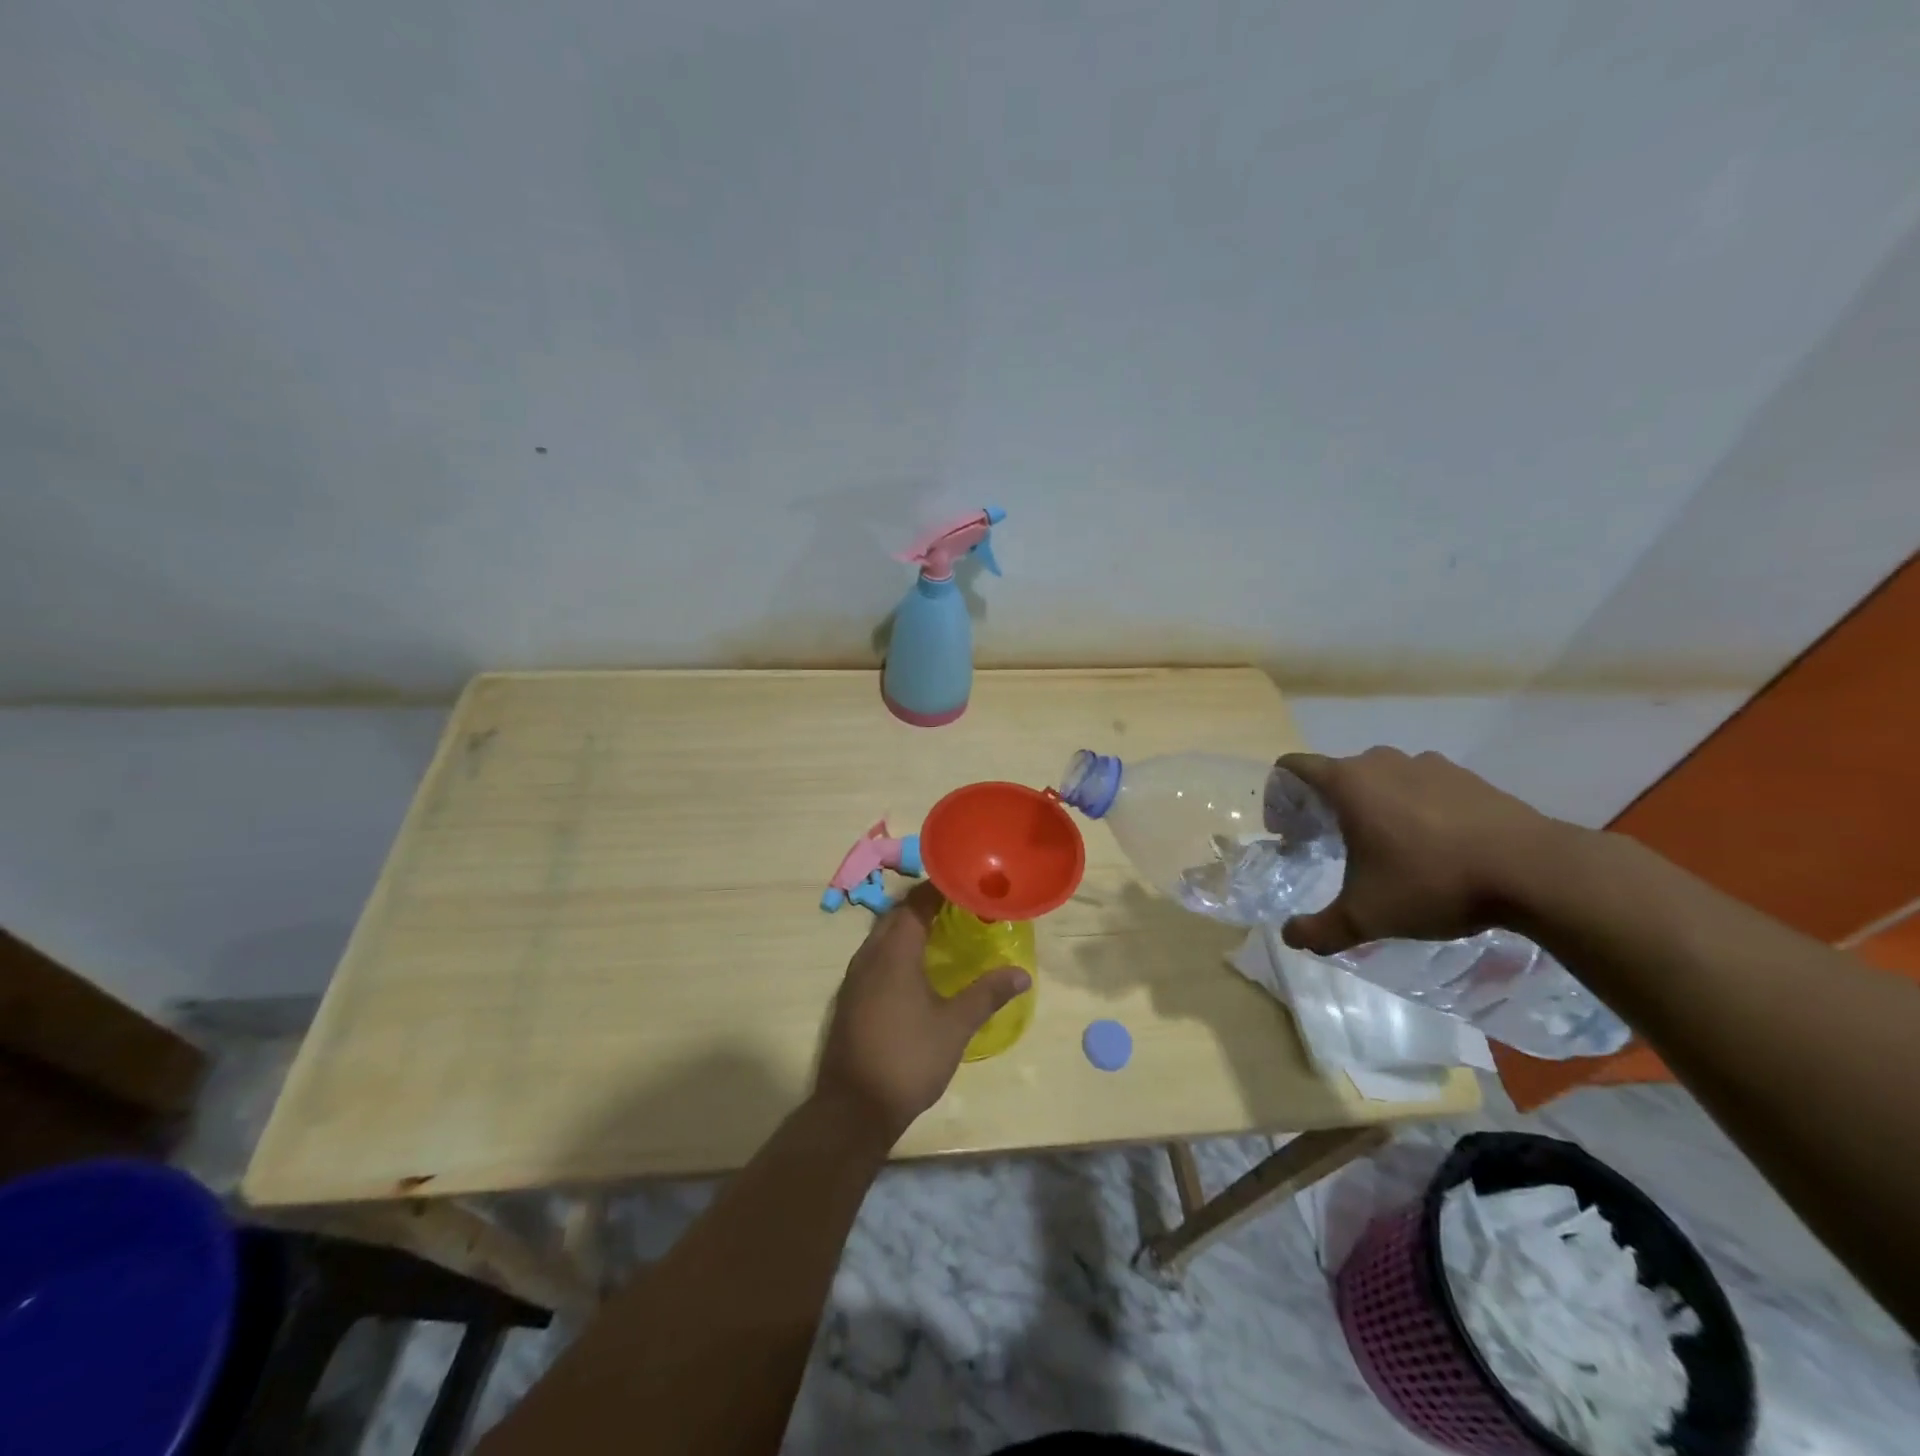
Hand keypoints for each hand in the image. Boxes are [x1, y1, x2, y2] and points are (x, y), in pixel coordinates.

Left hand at [815, 882, 1030, 1144]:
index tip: (966, 885)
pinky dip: (896, 950)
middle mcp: (869, 956)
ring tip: (941, 933)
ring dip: (908, 927)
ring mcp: (854, 978)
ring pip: (881, 936)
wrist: (854, 1108)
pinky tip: (916, 970)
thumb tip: (1022, 974)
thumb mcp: (955, 1026)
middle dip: (924, 905)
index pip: (915, 903)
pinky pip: (874, 958)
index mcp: (894, 952)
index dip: (939, 889)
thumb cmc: (908, 1059)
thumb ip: (987, 994)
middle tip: (959, 908)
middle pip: (896, 915)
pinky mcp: (849, 998)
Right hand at [1276, 747, 1568, 955]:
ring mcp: (1428, 765)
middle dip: (1325, 806)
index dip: (1280, 795)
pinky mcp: (1467, 777)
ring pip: (1381, 778)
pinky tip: (1433, 845)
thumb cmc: (1433, 882)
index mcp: (1348, 784)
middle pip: (1336, 774)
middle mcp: (1382, 763)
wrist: (1535, 871)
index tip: (1288, 830)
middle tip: (1331, 846)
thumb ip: (1320, 929)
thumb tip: (1290, 937)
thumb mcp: (1367, 917)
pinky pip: (1422, 786)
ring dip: (1372, 804)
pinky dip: (1414, 807)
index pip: (1294, 767)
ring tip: (1386, 846)